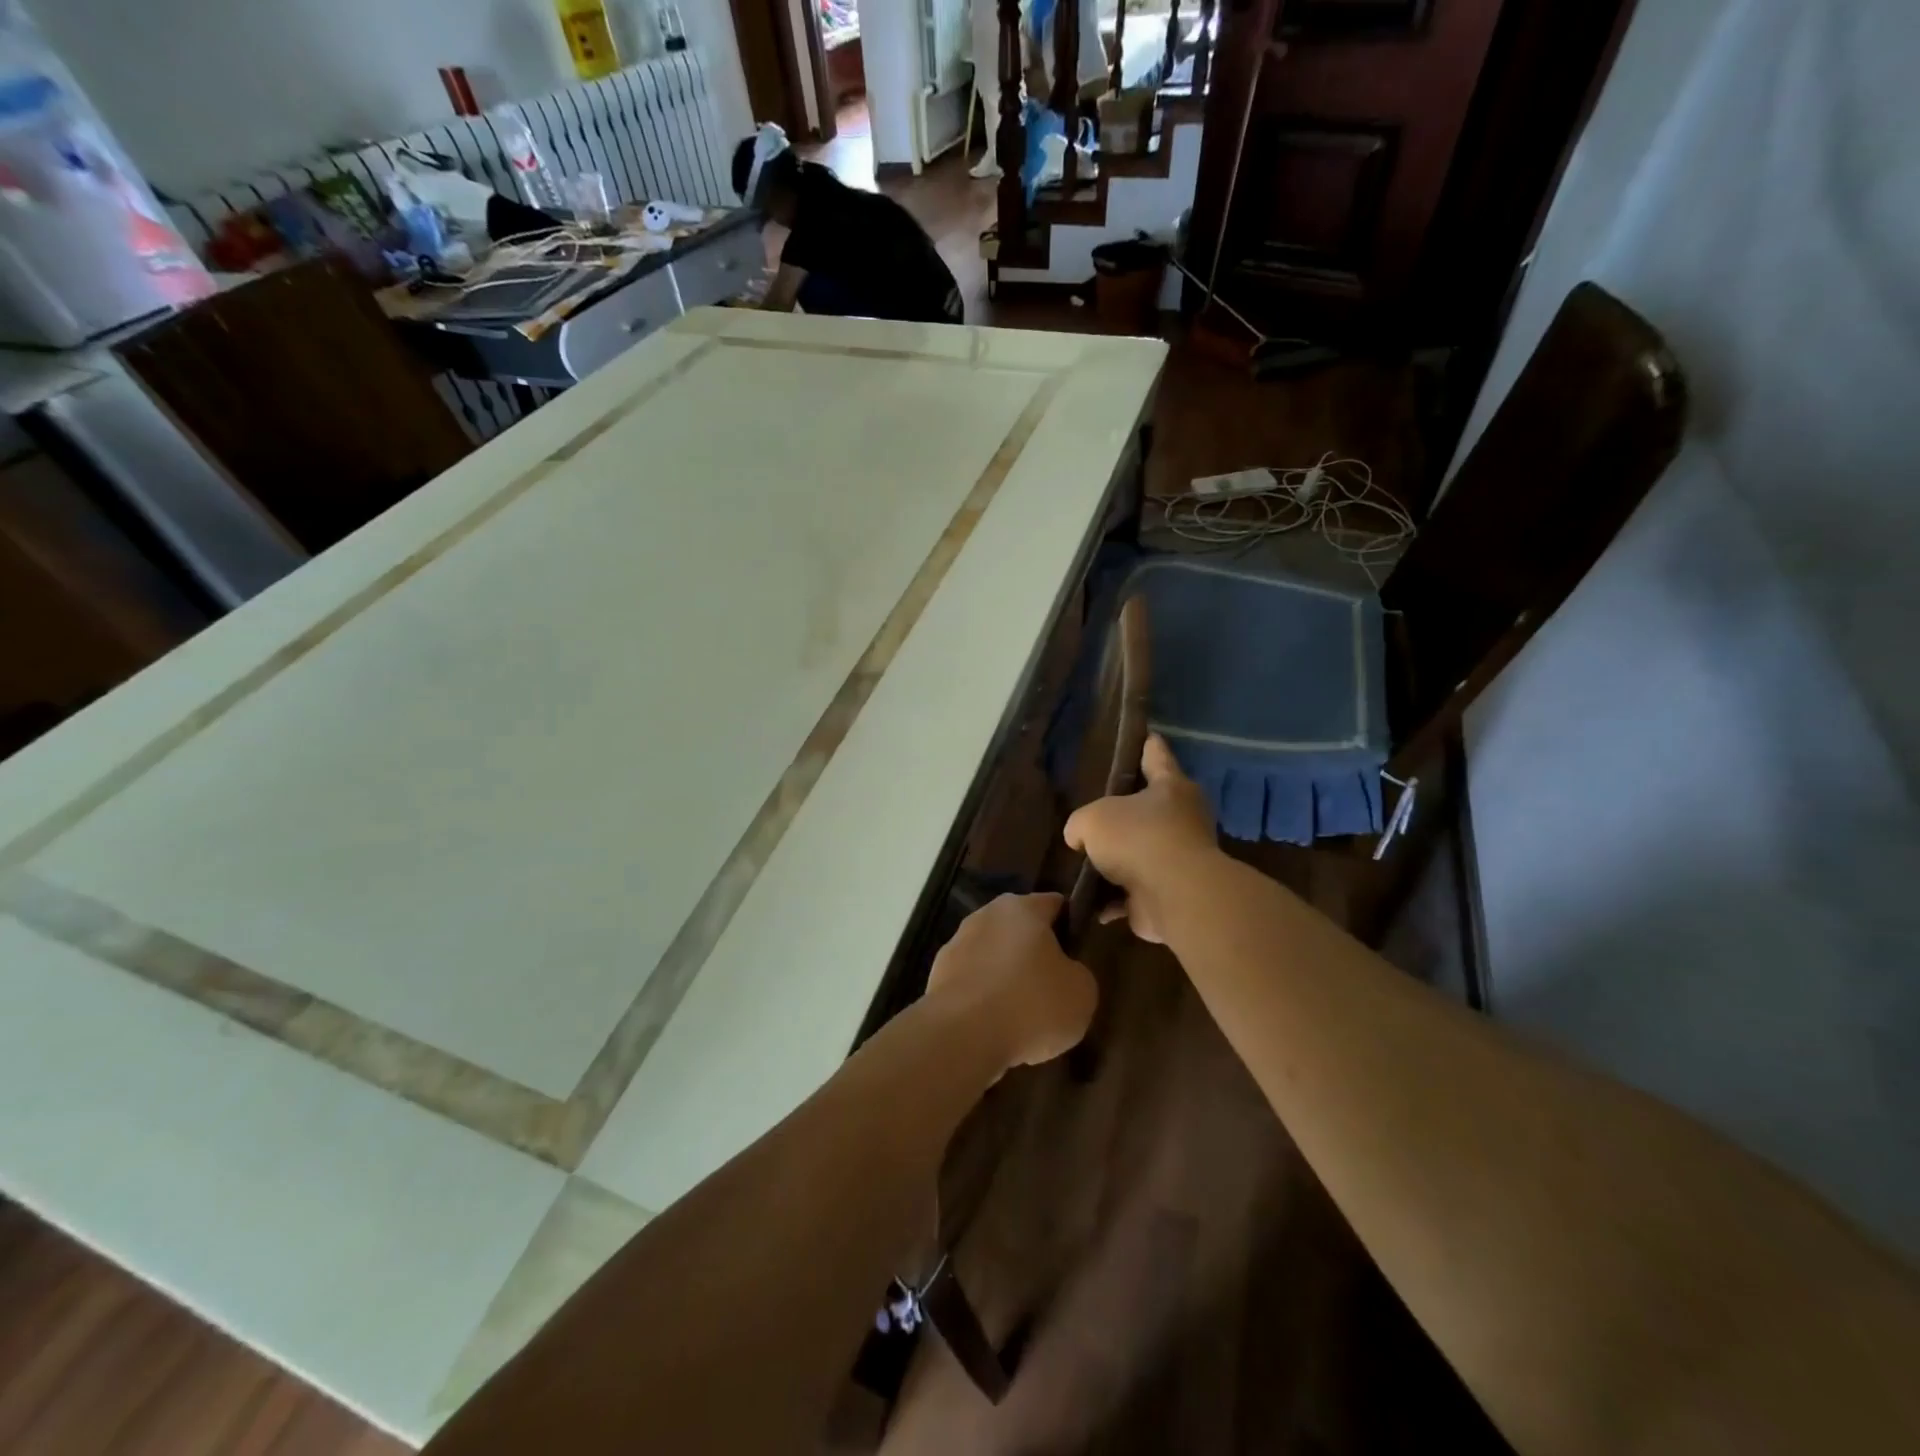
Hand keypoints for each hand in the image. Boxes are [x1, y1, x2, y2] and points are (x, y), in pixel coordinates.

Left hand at [925, 893, 1096, 1070]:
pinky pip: (972, 983)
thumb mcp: (1082, 993)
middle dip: (1035, 954)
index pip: (1054, 904)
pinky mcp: (937, 976)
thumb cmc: (1031, 1005)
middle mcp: (985, 916)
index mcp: (1022, 908)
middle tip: (1052, 988)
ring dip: (1006, 977)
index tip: (1078, 953)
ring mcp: (956, 945)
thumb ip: (1077, 973)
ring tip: (1023, 1016)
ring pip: (993, 956)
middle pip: (1019, 929)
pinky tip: (995, 1027)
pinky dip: (983, 999)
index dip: (1070, 925)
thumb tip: (1064, 972)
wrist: (963, 1037)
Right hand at [1062, 734, 1218, 943]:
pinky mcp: (1169, 894)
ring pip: (1141, 853)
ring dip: (1118, 862)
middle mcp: (1181, 819)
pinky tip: (1088, 903)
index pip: (1157, 755)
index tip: (1144, 734)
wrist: (1174, 895)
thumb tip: (1080, 839)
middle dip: (1126, 812)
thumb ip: (1080, 824)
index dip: (1147, 744)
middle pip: (1150, 808)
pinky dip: (1114, 899)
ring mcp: (1178, 859)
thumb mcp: (1093, 819)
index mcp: (1170, 787)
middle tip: (1095, 812)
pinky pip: (1135, 893)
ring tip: (1084, 861)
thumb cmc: (1138, 839)